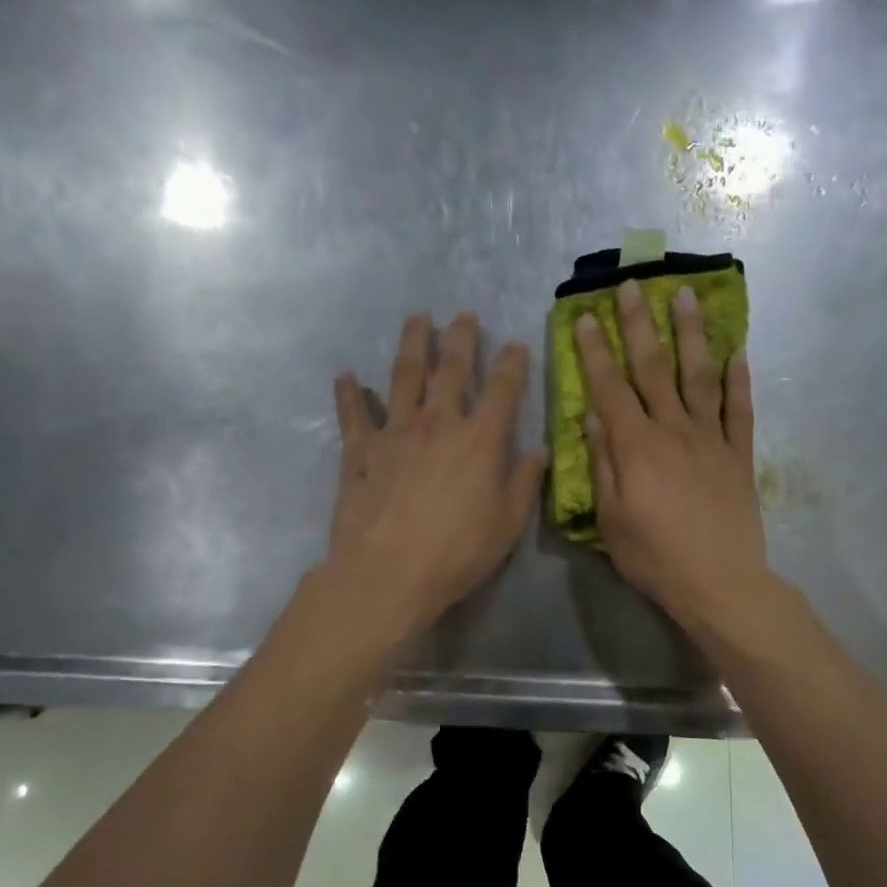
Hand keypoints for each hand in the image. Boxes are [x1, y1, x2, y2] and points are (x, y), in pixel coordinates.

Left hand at [328, 312, 545, 637]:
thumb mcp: (508, 524)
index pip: (503, 389)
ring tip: (417, 320)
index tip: (517, 344)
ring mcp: (395, 432)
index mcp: (480, 439)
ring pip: (404, 376)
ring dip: (412, 345)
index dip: (513, 363)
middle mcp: (438, 423)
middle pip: (451, 369)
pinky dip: (349, 393)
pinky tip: (346, 375)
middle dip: (461, 338)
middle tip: (464, 314)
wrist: (388, 572)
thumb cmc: (457, 552)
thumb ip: (525, 483)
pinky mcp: (359, 450)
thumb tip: (540, 452)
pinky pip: (353, 414)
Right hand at [576, 280, 771, 638]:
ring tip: (686, 296)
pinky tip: (738, 352)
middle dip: (640, 324)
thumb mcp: (611, 518)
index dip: (596, 351)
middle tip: (632, 286)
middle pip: (654, 368)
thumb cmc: (654, 556)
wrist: (719, 582)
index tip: (587, 316)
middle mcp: (673, 430)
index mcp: (636, 446)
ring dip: (692, 334)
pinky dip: (740, 380)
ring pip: (700, 376)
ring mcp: (711, 439)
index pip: (610, 387)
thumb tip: (592, 417)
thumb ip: (602, 464)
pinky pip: (740, 410)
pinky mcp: (739, 455)